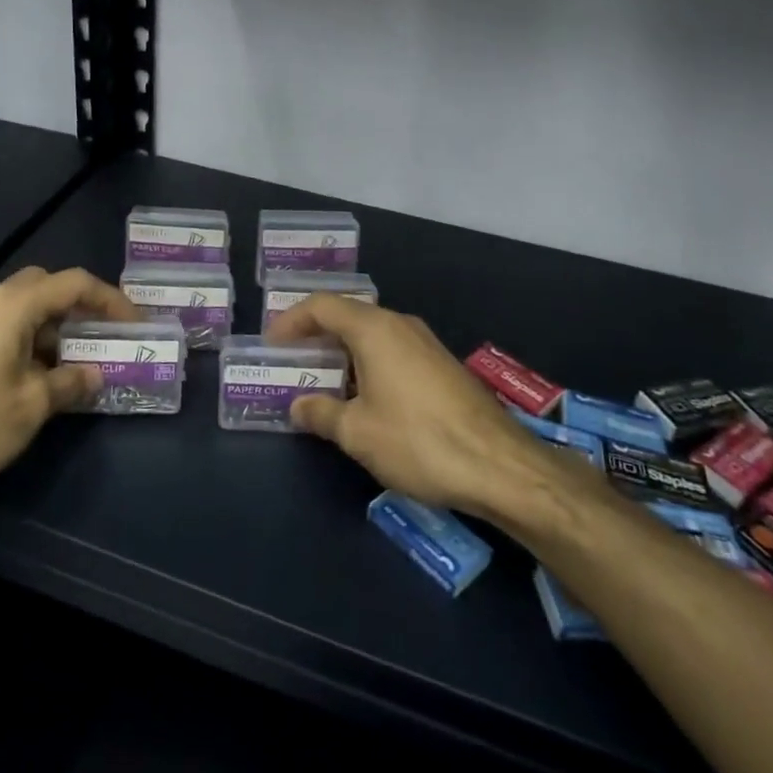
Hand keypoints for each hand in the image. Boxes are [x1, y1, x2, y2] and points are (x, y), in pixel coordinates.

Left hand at [0, 267, 139, 504]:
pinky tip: (42, 376)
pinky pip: (6, 328)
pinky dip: (32, 341)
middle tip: (103, 334)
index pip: (74, 283)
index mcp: (14, 305)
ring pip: (25, 309)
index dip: (110, 299)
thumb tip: (95, 375)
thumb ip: (71, 382)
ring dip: (55, 327)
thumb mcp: (33, 404)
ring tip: (79, 360)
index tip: (133, 323)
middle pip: (46, 287)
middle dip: (80, 306)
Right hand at [266, 294, 589, 516]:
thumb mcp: (357, 433)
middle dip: (316, 336)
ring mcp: (426, 343)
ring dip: (343, 352)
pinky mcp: (442, 366)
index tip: (272, 344)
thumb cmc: (418, 441)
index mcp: (374, 329)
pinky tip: (364, 397)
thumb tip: (299, 406)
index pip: (322, 306)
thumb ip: (321, 414)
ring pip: (373, 335)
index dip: (291, 320)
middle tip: (292, 361)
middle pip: (348, 316)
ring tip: (323, 381)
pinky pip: (393, 351)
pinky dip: (368, 363)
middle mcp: (400, 325)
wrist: (500, 465)